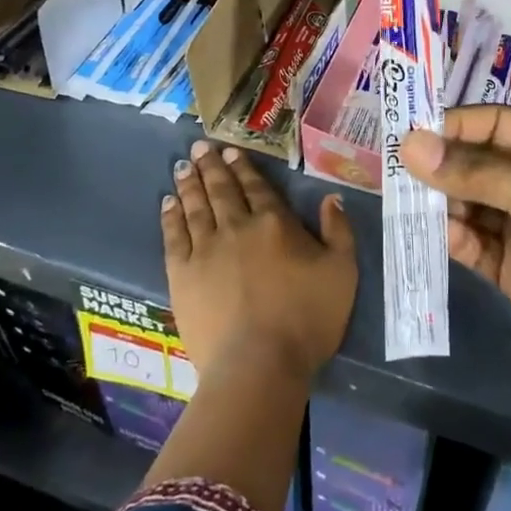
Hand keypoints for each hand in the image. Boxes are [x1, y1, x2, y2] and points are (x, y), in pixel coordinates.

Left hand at [162, 139, 357, 382]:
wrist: (259, 363)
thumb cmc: (307, 319)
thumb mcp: (342, 272)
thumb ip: (338, 231)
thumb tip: (331, 198)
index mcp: (274, 223)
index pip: (256, 187)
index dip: (243, 167)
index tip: (230, 151)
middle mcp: (237, 226)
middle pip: (222, 190)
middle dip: (211, 166)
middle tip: (200, 147)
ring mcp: (205, 249)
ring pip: (196, 206)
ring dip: (190, 184)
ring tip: (183, 166)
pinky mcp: (182, 274)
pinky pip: (173, 236)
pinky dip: (170, 216)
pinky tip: (167, 203)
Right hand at [401, 107, 510, 423]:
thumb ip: (476, 172)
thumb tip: (409, 144)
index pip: (496, 123)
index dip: (456, 125)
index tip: (411, 133)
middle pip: (477, 162)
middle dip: (441, 164)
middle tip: (396, 168)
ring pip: (469, 203)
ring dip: (441, 201)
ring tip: (405, 200)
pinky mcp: (510, 269)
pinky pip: (471, 243)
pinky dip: (451, 237)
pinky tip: (433, 233)